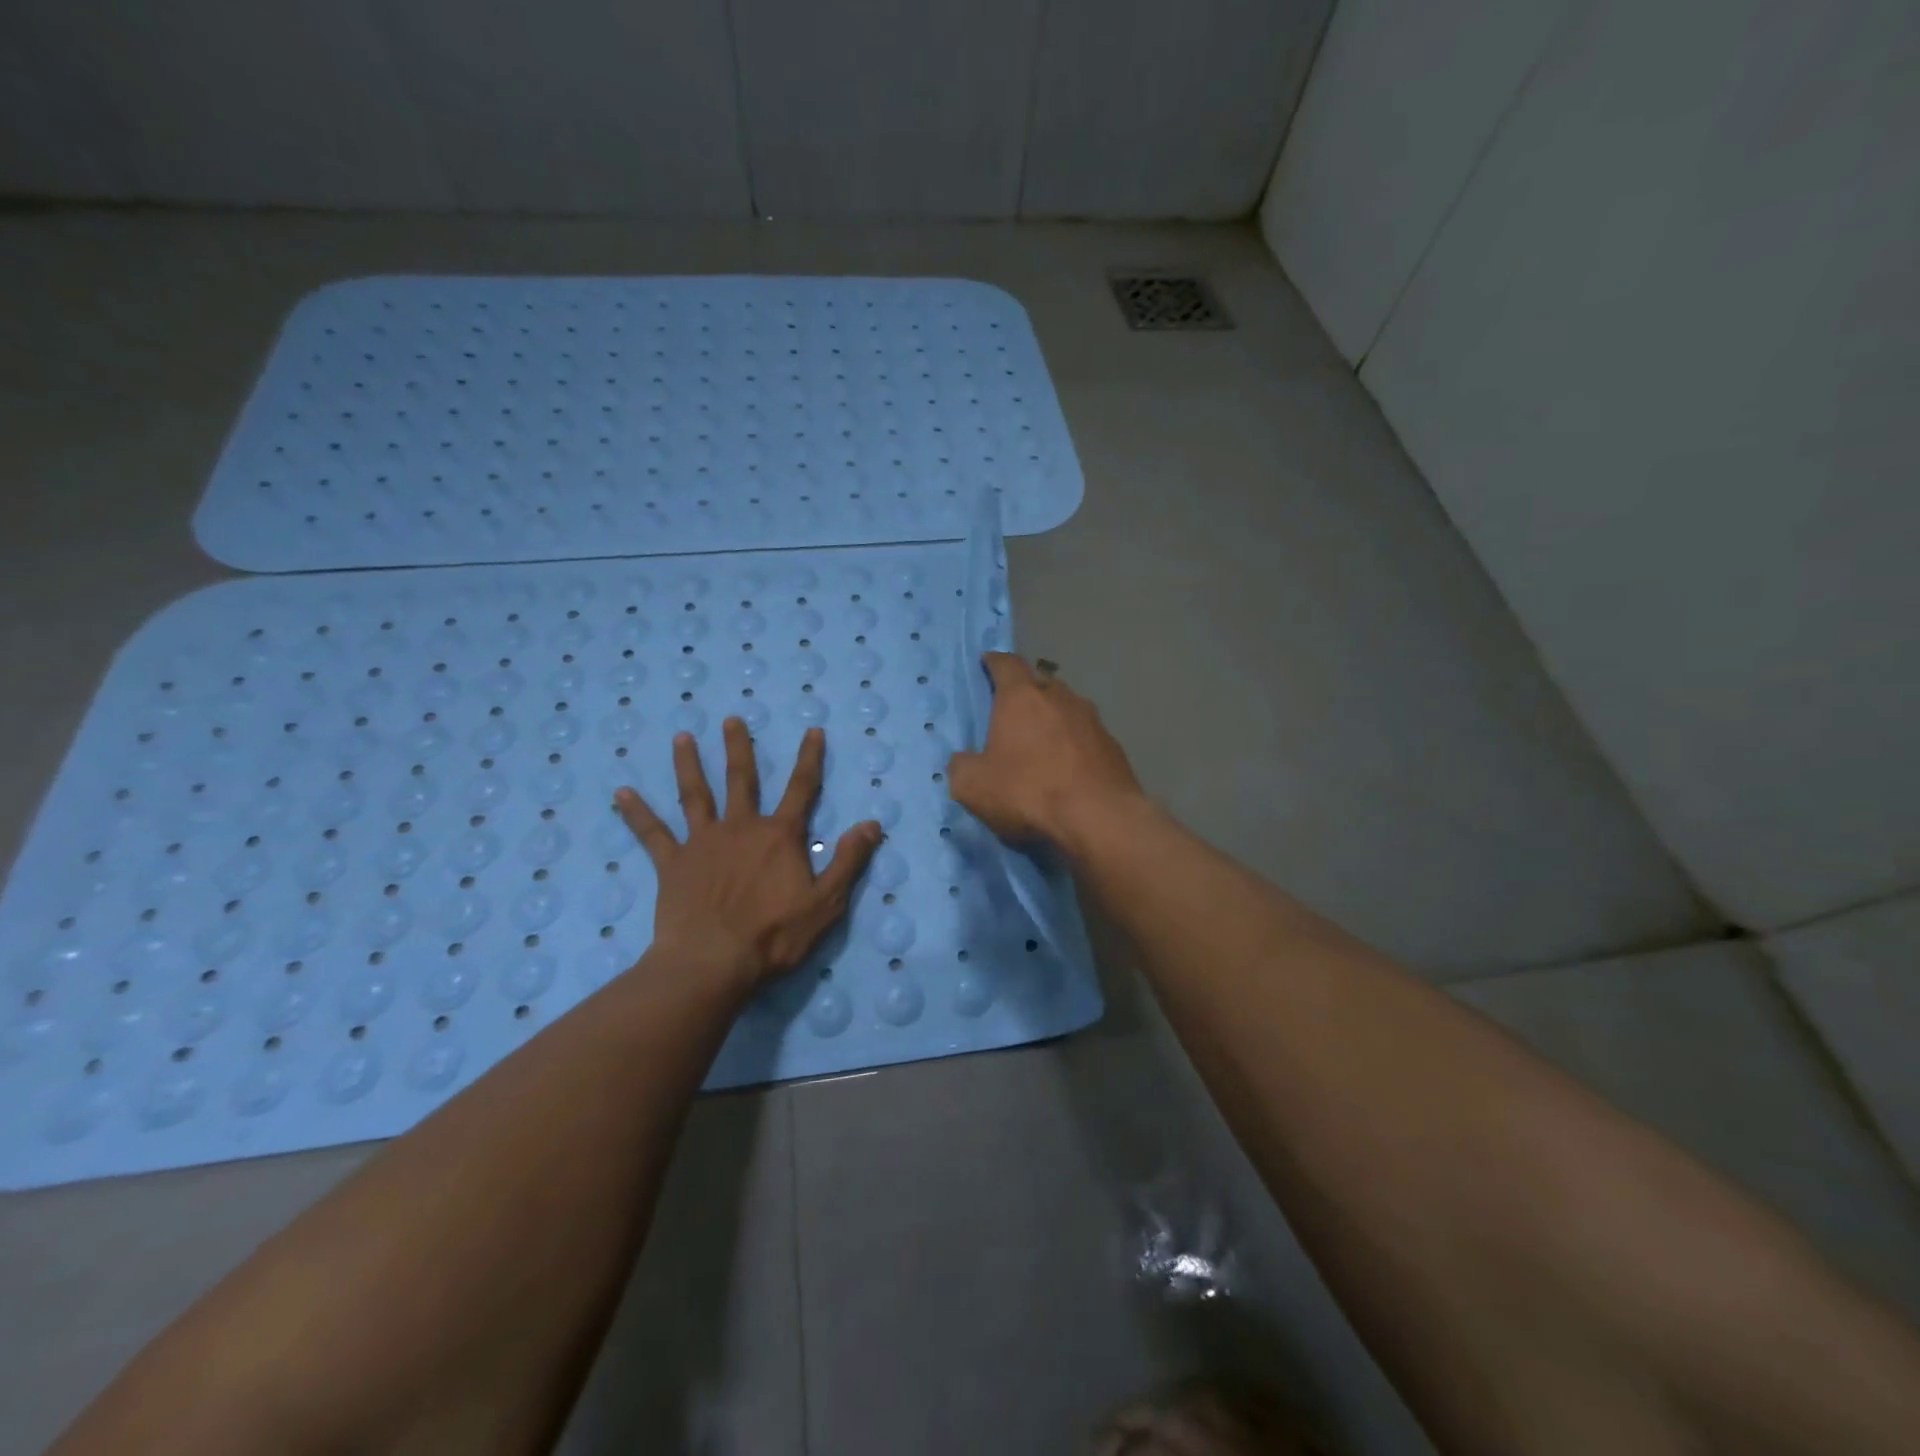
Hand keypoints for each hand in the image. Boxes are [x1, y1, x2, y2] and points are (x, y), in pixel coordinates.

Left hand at [616, 720, 881, 990]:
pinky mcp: (673, 863)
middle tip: (730, 719)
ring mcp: (703, 843)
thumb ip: (849, 861)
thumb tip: (872, 824)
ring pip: (695, 795)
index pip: (801, 788)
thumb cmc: (773, 935)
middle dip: (738, 748)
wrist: (712, 961)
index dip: (810, 759)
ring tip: (681, 738)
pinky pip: (652, 833)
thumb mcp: (825, 902)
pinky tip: (621, 792)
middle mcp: (740, 828)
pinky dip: (637, 812)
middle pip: (741, 780)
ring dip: (689, 765)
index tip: (813, 731)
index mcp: (779, 836)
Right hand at [946, 653, 1143, 853]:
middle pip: (1040, 683)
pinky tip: (1069, 767)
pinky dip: (1075, 744)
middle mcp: (1060, 698)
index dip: (995, 662)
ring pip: (1068, 708)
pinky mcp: (1114, 746)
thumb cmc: (1029, 792)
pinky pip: (1087, 736)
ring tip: (1043, 741)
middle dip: (1027, 692)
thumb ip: (962, 766)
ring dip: (1054, 718)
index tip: (988, 662)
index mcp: (1022, 698)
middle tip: (1014, 711)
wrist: (1099, 818)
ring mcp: (1092, 720)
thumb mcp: (973, 786)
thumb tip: (964, 760)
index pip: (1007, 664)